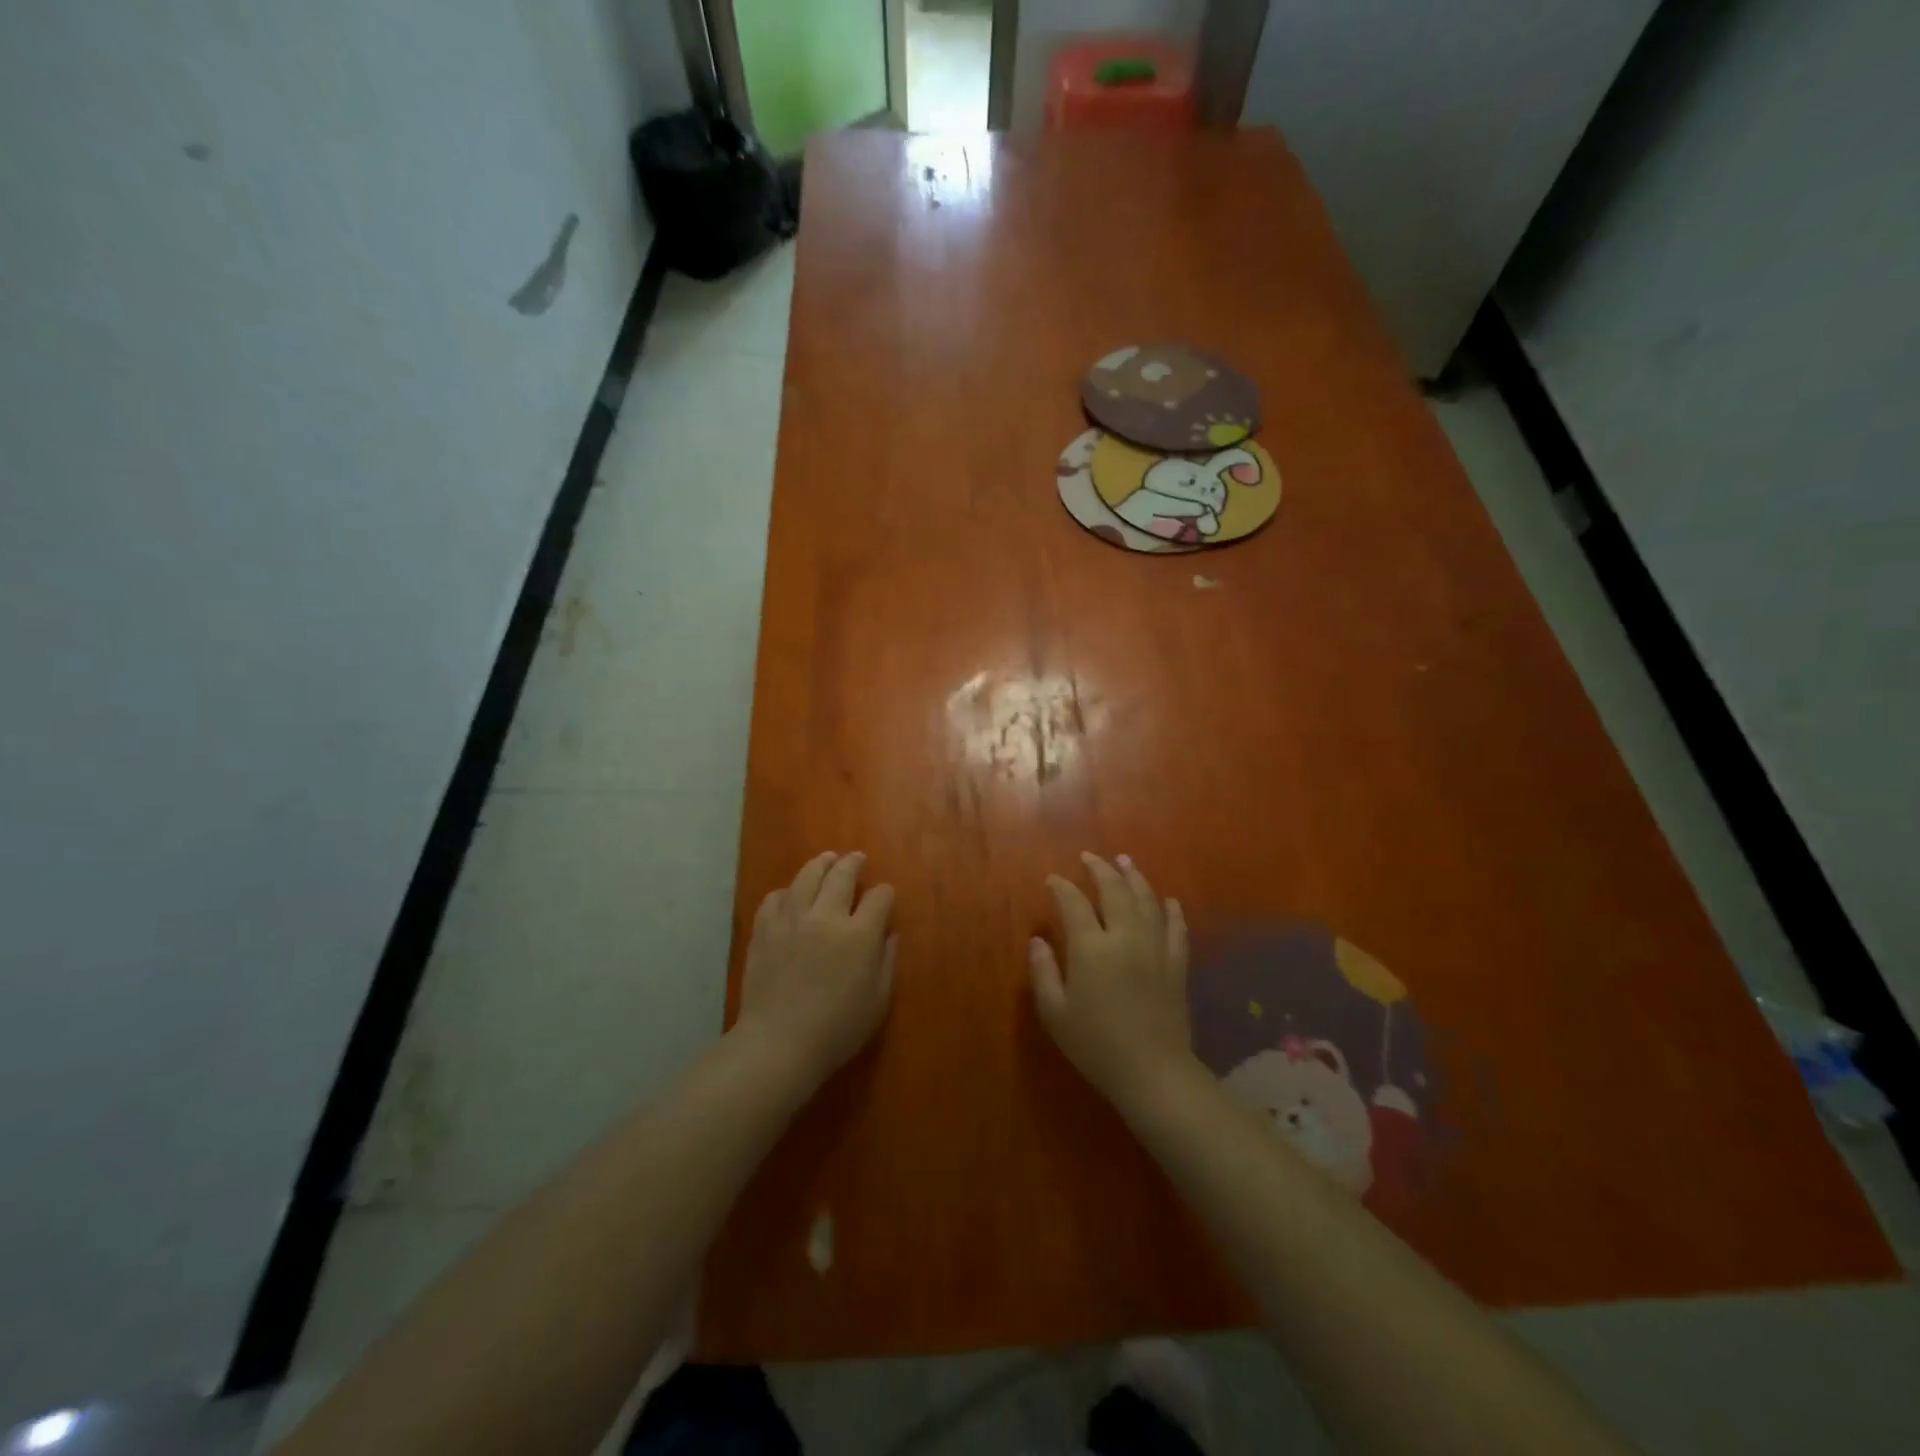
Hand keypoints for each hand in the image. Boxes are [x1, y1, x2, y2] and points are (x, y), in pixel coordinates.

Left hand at [735, 851, 896, 1095]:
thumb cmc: (837, 1030)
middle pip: (842, 875)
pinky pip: (775, 897)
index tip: (884, 896)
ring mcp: (792, 920)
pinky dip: (787, 891)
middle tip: (857, 858)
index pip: (879, 897)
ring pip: (807, 876)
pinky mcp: (765, 930)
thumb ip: (887, 962)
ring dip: (821, 864)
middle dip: (853, 863)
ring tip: (827, 859)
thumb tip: (889, 934)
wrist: (778, 1044)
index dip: (885, 893)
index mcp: (859, 934)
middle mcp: (826, 916)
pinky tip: (791, 895)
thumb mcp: (878, 1002)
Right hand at [1029, 853, 1193, 1109]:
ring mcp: (1156, 948)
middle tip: (1090, 857)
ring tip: (1126, 861)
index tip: (1053, 879)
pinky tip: (1167, 900)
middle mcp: (1125, 936)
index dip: (1062, 887)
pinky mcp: (1177, 964)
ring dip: (1135, 877)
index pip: (1074, 903)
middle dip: (1100, 869)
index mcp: (1091, 947)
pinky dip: (1171, 910)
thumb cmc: (1096, 1045)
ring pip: (1147, 901)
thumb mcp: (1055, 1012)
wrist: (1153, 1072)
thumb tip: (1037, 940)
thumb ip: (1043, 972)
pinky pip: (1176, 927)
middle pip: (1114, 890)